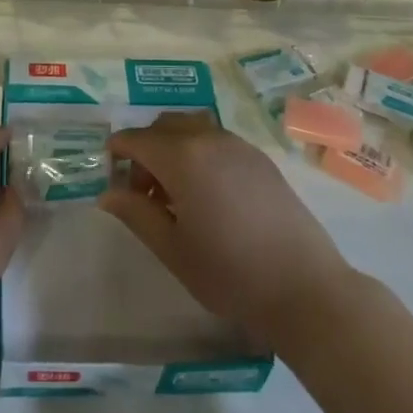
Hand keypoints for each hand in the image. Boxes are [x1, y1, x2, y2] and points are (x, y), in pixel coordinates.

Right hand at [100, 113, 357, 349]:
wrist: (303, 287)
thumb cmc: (229, 273)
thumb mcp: (173, 248)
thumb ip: (137, 214)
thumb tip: (108, 193)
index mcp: (183, 157)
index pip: (137, 139)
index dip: (117, 151)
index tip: (108, 172)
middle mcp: (210, 139)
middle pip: (165, 126)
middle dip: (145, 148)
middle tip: (141, 189)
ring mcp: (239, 146)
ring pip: (193, 129)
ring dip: (173, 147)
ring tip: (174, 192)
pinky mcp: (261, 159)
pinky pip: (217, 140)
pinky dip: (199, 152)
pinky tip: (206, 193)